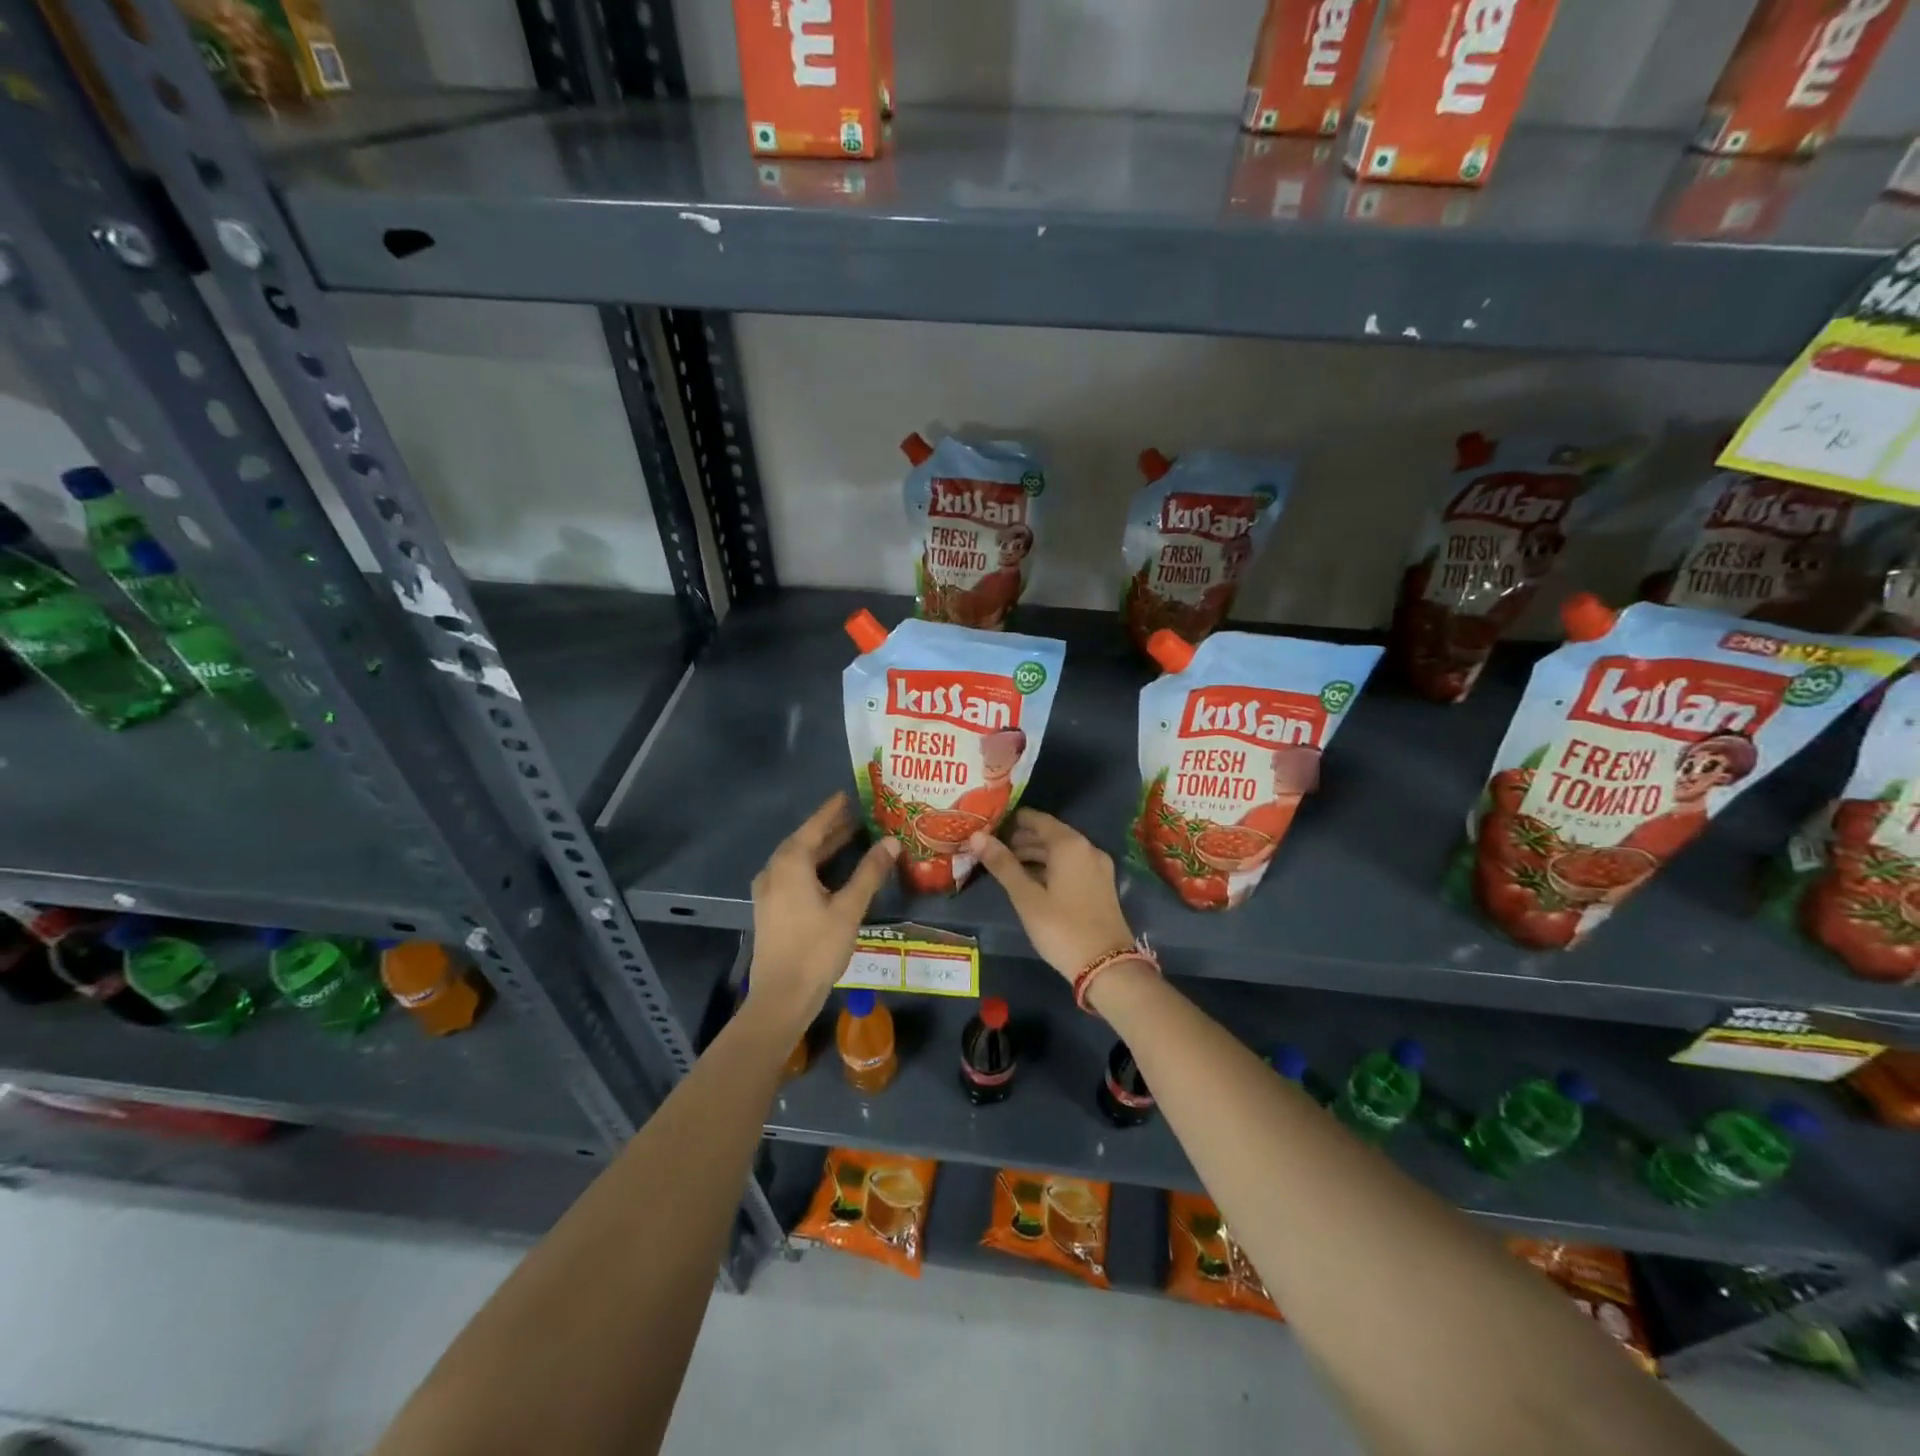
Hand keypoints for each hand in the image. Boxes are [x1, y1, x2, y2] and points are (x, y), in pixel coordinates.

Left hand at [747, 794, 898, 1033]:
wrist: (781, 997)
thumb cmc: (816, 948)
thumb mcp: (849, 908)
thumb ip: (870, 872)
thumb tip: (891, 841)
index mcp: (790, 864)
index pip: (815, 826)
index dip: (833, 810)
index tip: (849, 794)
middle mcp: (774, 871)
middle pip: (805, 841)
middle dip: (830, 828)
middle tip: (857, 815)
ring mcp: (769, 892)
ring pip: (798, 860)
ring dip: (822, 848)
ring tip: (851, 838)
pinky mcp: (771, 909)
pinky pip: (794, 875)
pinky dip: (814, 866)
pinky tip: (832, 873)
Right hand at [969, 809, 1135, 980]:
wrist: (1106, 966)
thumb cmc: (1061, 928)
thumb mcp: (1026, 897)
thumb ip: (1002, 864)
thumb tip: (976, 837)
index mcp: (1070, 844)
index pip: (1037, 819)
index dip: (1012, 821)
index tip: (988, 826)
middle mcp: (1087, 848)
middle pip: (1049, 834)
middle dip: (1021, 839)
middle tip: (991, 849)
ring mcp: (1098, 867)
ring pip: (1060, 851)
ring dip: (1034, 854)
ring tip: (1006, 865)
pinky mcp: (1101, 885)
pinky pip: (1071, 865)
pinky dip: (1050, 867)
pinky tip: (1031, 881)